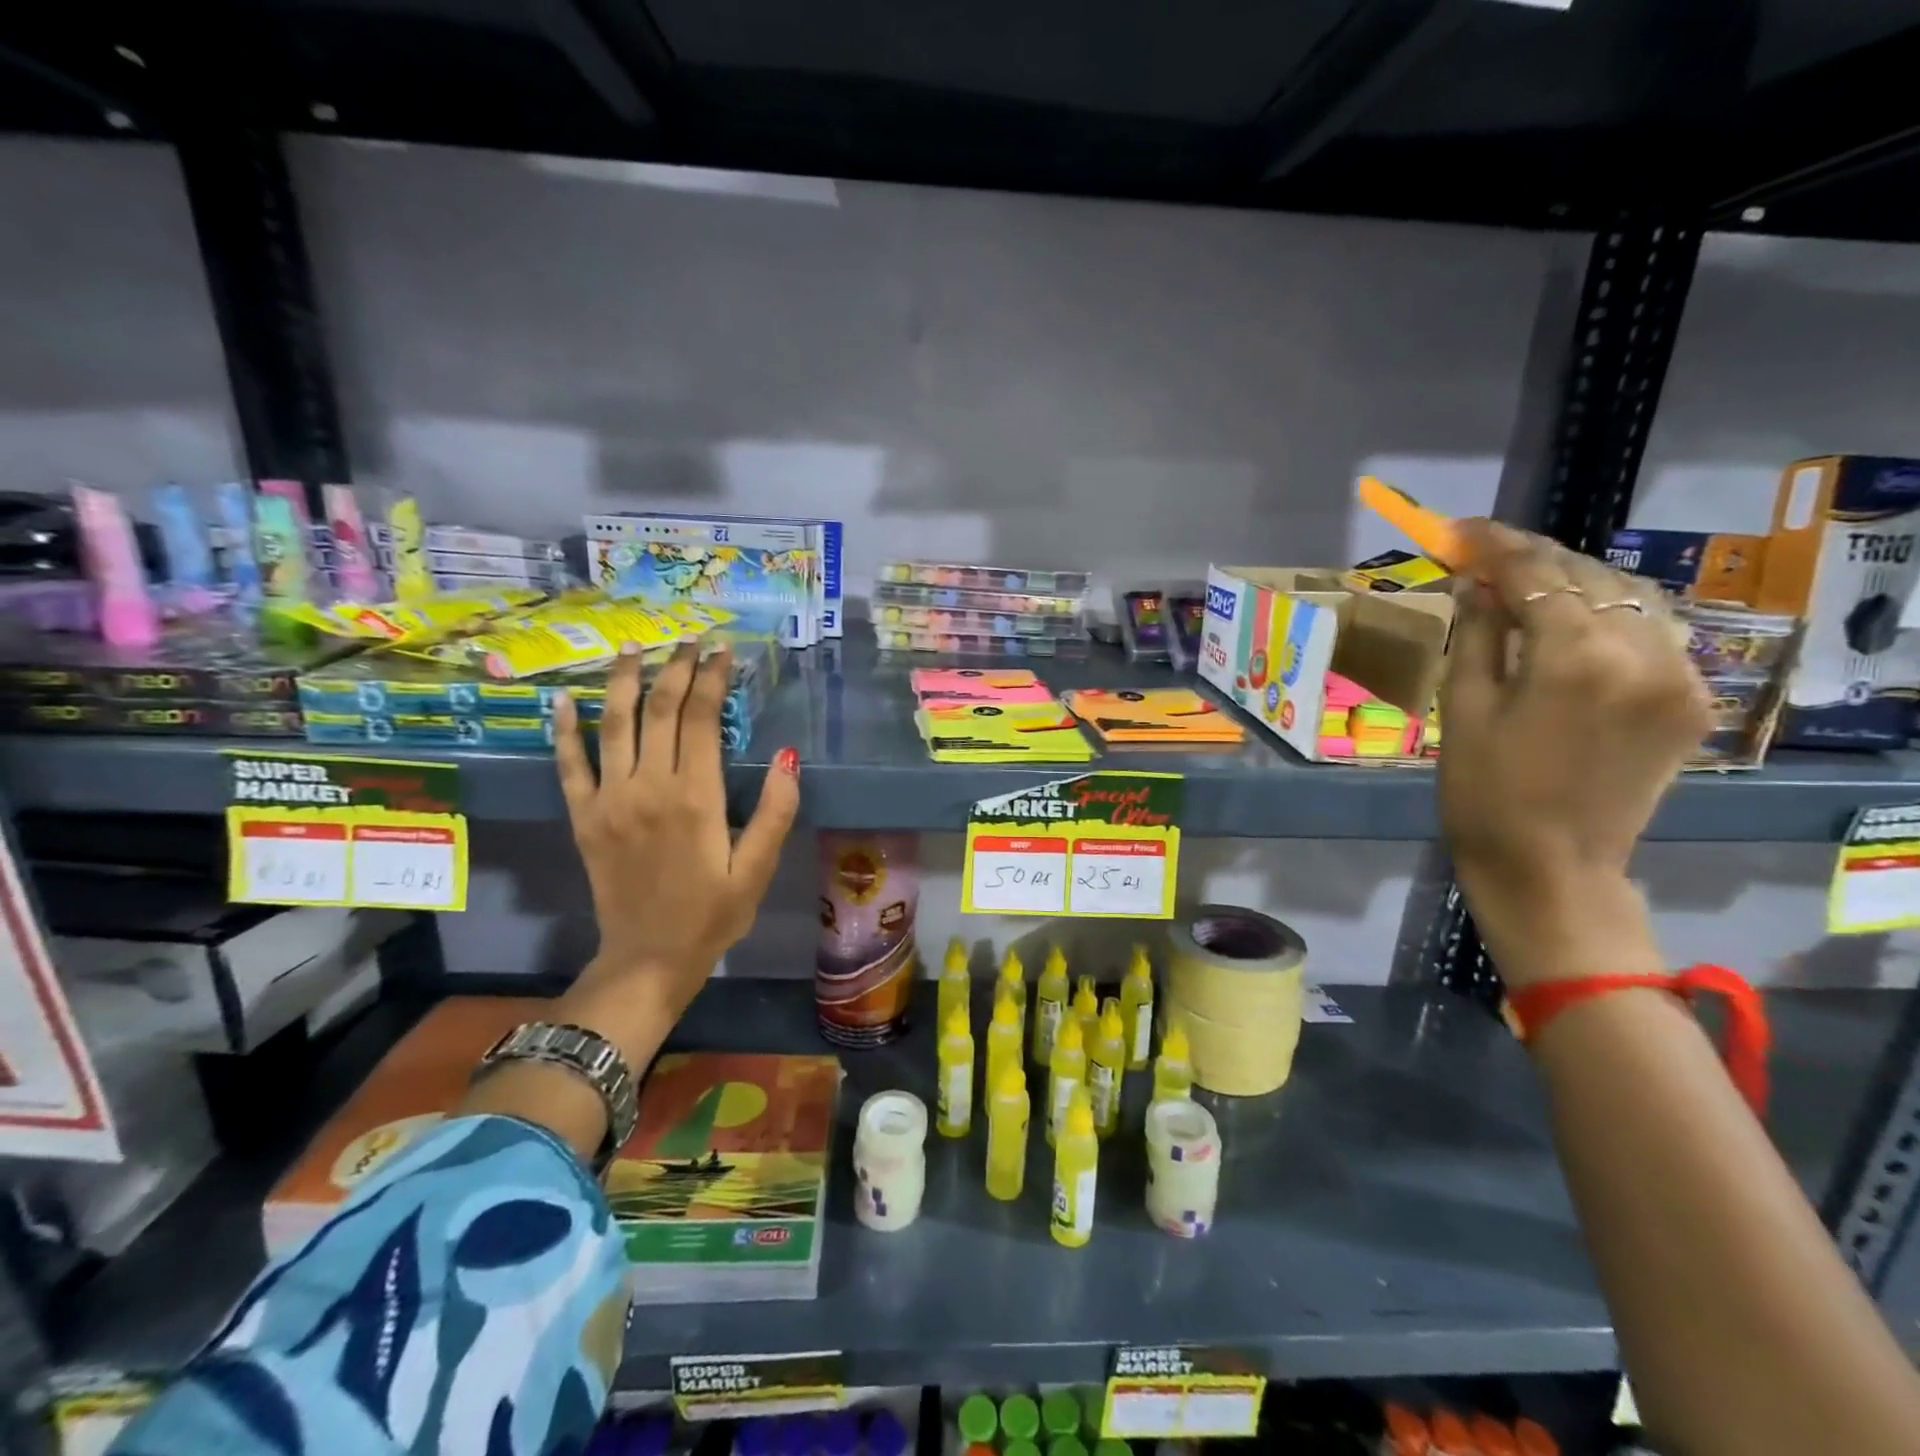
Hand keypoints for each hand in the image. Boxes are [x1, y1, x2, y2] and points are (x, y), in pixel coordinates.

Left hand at [551, 642, 800, 1047]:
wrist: (647, 959)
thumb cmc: (712, 915)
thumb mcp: (758, 870)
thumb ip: (776, 812)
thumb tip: (789, 755)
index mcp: (696, 797)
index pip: (700, 719)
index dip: (711, 679)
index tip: (722, 651)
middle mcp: (649, 787)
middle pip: (660, 710)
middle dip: (676, 668)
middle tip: (688, 640)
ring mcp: (609, 800)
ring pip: (614, 724)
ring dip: (624, 681)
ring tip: (635, 648)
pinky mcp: (583, 817)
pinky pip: (570, 765)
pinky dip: (565, 729)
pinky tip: (564, 699)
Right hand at [1439, 521, 1710, 984]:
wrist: (1551, 866)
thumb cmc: (1483, 792)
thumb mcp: (1461, 709)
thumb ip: (1477, 634)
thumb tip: (1478, 582)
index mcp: (1574, 657)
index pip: (1537, 572)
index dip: (1495, 544)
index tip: (1459, 530)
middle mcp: (1642, 653)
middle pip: (1589, 576)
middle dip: (1534, 557)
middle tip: (1484, 551)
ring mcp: (1678, 675)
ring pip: (1631, 596)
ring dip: (1577, 579)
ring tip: (1526, 580)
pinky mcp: (1691, 699)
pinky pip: (1654, 631)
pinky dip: (1612, 611)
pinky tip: (1576, 617)